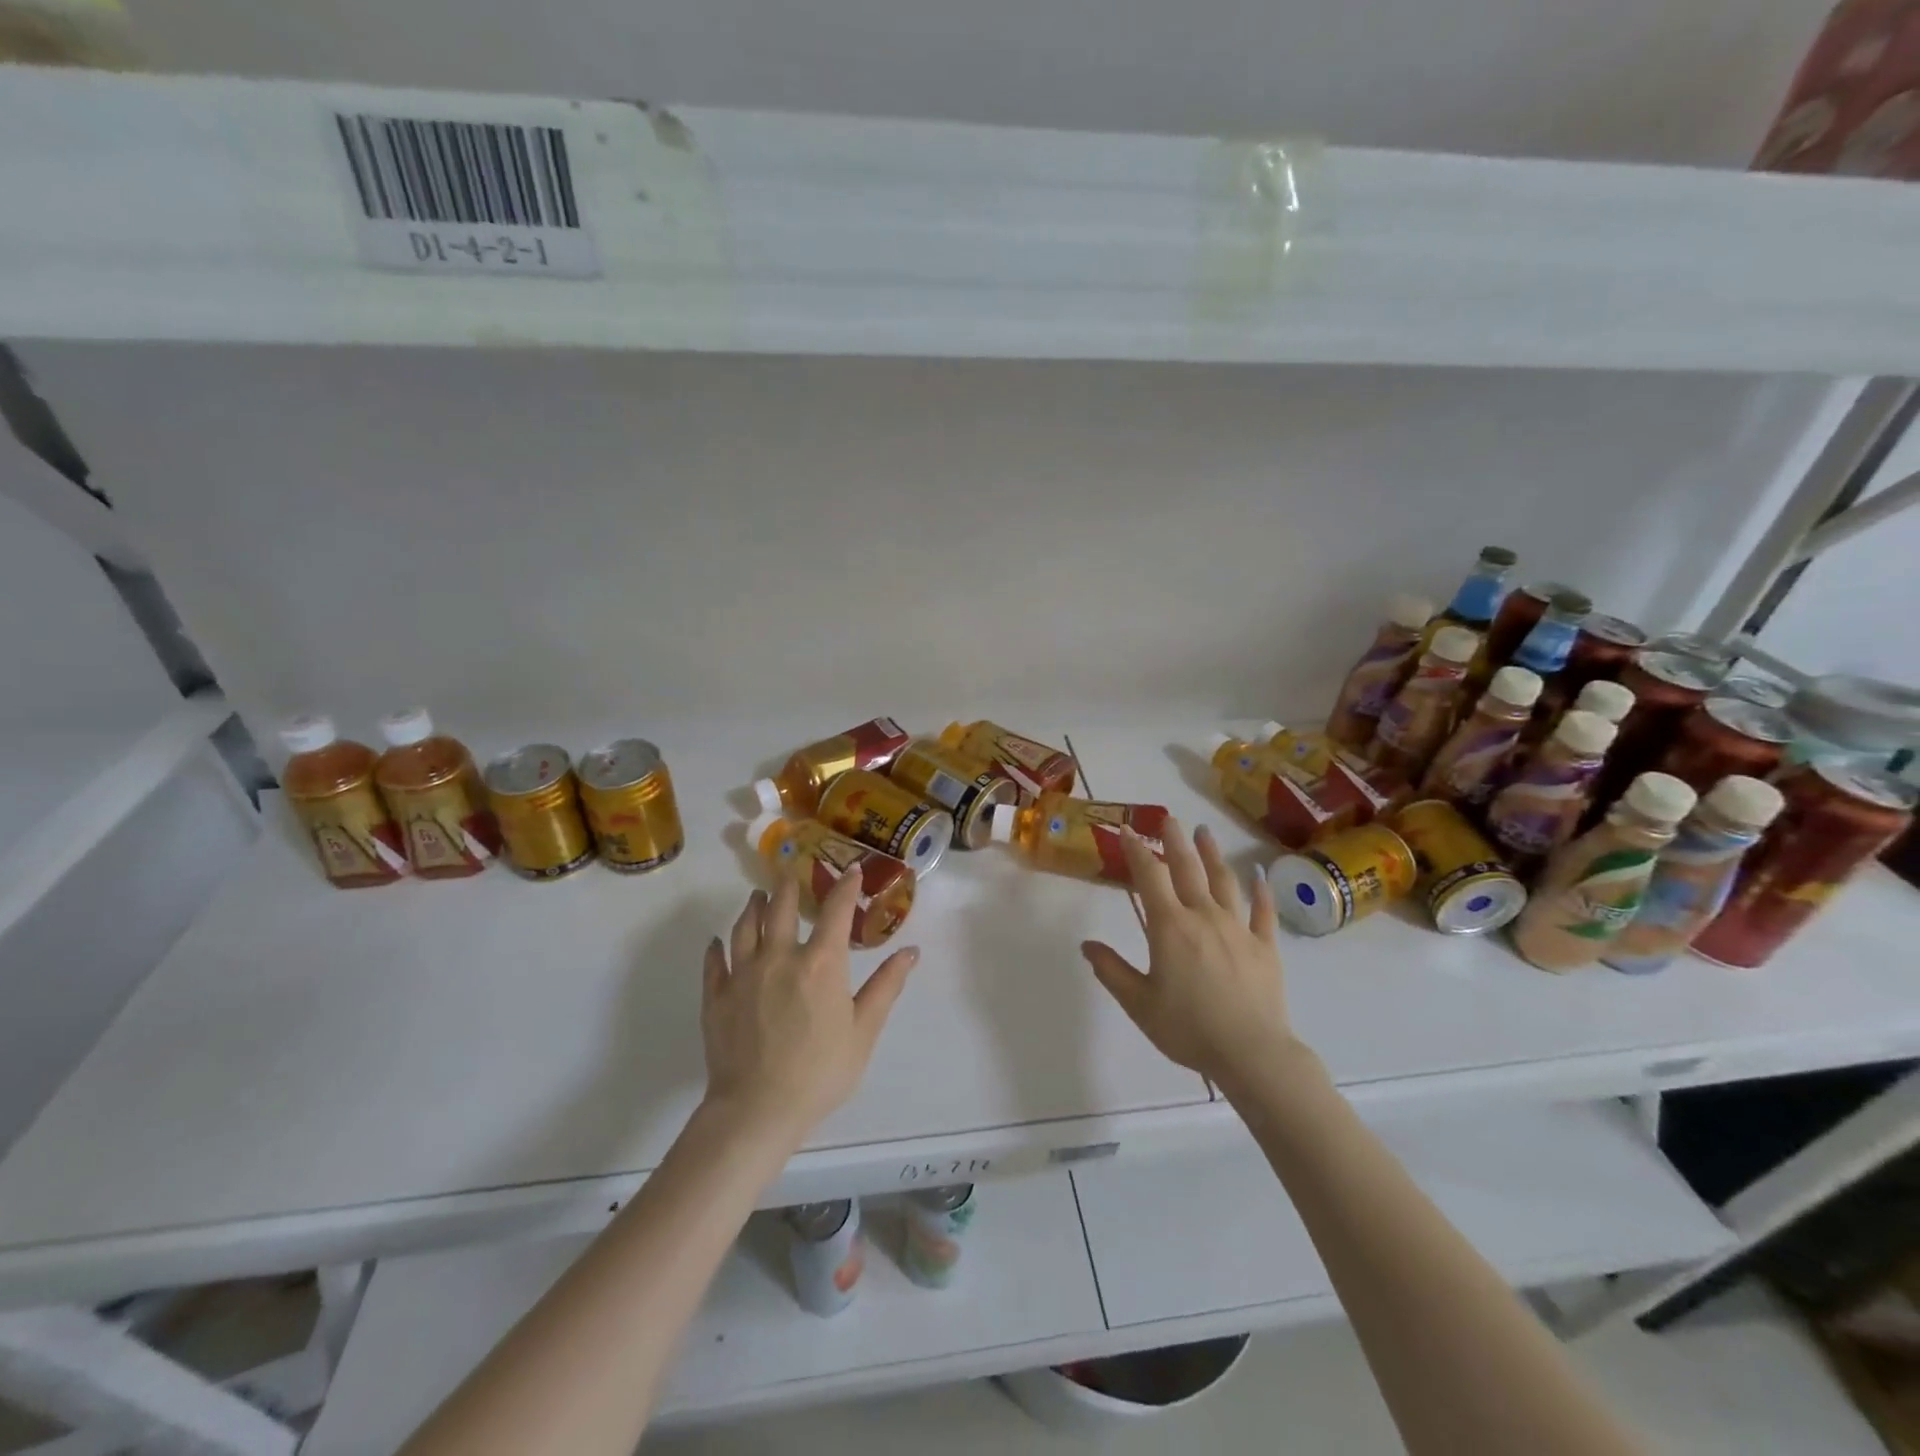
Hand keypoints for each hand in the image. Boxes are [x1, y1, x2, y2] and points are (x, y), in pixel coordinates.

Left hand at [701, 871, 917, 1145]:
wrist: (757, 1110)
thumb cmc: (820, 1072)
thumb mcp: (863, 1031)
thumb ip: (886, 987)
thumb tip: (910, 952)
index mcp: (820, 963)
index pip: (835, 910)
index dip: (846, 886)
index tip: (853, 869)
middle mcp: (779, 956)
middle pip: (780, 908)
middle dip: (788, 887)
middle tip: (791, 875)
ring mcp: (743, 974)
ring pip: (745, 927)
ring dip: (753, 907)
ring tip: (757, 896)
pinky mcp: (716, 995)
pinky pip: (715, 961)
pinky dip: (718, 947)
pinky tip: (718, 942)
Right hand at [1081, 818, 1293, 1090]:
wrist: (1252, 1053)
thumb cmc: (1188, 1028)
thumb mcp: (1139, 1003)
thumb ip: (1112, 970)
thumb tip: (1086, 945)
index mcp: (1170, 926)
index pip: (1150, 876)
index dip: (1136, 850)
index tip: (1127, 829)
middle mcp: (1204, 916)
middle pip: (1188, 868)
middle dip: (1175, 840)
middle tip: (1168, 818)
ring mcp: (1238, 928)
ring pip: (1224, 881)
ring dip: (1212, 854)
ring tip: (1205, 832)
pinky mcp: (1265, 946)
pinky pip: (1263, 912)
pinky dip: (1261, 891)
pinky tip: (1259, 876)